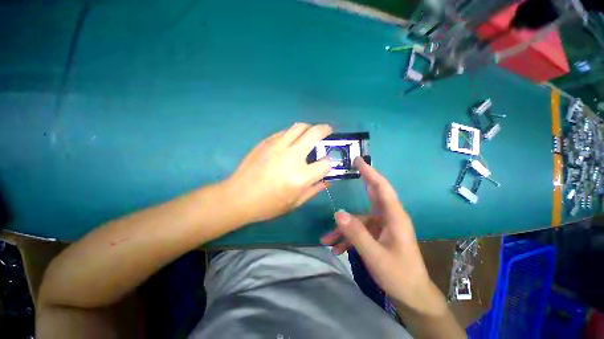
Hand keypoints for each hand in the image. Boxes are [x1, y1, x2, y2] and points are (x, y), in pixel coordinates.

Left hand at [224, 123, 332, 223]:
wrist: (238, 197)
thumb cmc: (268, 205)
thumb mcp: (295, 203)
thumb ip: (314, 189)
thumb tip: (327, 180)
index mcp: (301, 177)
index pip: (326, 163)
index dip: (330, 163)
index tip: (328, 163)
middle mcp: (291, 157)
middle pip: (315, 133)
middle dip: (326, 130)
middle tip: (328, 131)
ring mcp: (277, 146)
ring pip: (299, 126)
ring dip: (309, 127)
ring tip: (310, 133)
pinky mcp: (266, 142)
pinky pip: (285, 131)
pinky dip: (293, 133)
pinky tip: (292, 141)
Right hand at [320, 157, 442, 313]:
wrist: (412, 296)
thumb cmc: (399, 275)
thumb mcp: (375, 256)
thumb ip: (356, 234)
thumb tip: (338, 213)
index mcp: (394, 217)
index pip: (382, 188)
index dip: (370, 172)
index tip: (358, 161)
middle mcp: (388, 217)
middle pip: (372, 195)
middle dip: (360, 182)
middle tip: (348, 170)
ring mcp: (382, 226)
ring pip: (359, 219)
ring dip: (343, 228)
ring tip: (327, 240)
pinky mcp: (377, 235)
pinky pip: (359, 231)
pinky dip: (347, 237)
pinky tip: (337, 248)